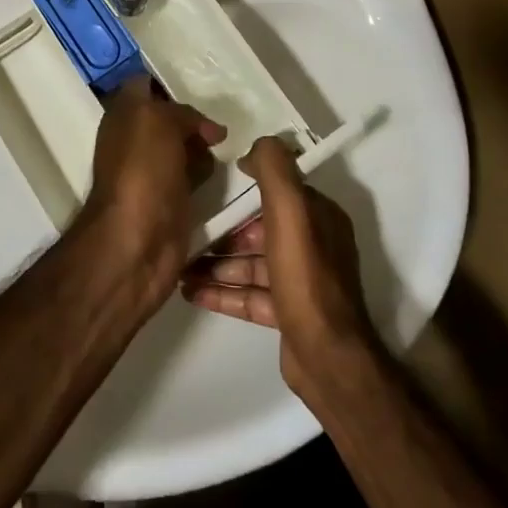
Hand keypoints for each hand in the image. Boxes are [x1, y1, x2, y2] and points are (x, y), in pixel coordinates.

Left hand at [80, 76, 224, 284]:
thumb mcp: (159, 121)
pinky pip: (196, 176)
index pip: (145, 85)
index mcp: (123, 115)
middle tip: (225, 117)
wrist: (138, 241)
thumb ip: (182, 113)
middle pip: (170, 117)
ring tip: (232, 145)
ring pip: (186, 146)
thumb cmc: (142, 170)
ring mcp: (154, 171)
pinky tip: (229, 171)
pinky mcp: (173, 199)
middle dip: (195, 117)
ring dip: (206, 147)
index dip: (167, 82)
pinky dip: (210, 174)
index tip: (200, 84)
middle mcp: (135, 139)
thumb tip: (210, 130)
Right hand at [182, 136, 376, 401]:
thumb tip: (253, 149)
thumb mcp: (291, 210)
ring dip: (216, 262)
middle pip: (259, 229)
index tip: (212, 187)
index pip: (278, 192)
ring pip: (251, 263)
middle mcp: (312, 244)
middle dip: (224, 230)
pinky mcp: (286, 313)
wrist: (327, 358)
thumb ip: (274, 170)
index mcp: (318, 216)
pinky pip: (248, 294)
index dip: (246, 188)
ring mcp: (299, 281)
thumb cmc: (305, 275)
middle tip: (188, 231)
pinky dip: (221, 291)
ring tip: (179, 265)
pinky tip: (189, 291)